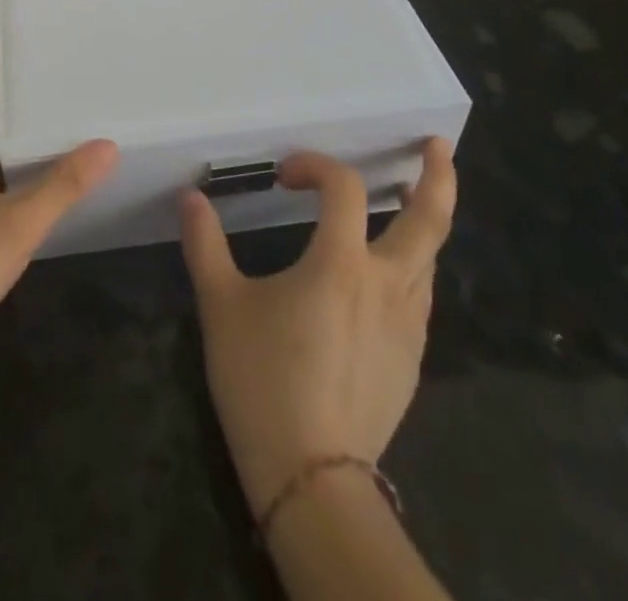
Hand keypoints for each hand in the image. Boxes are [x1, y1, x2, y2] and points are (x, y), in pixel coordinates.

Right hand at [179, 139, 457, 514]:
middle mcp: (386, 284)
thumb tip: (190, 197)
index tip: (286, 175)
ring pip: (430, 258)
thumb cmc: (263, 381)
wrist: (311, 479)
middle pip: (429, 219)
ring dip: (424, 222)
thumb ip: (205, 244)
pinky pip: (420, 296)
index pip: (343, 187)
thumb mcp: (221, 306)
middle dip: (438, 176)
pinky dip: (412, 267)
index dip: (316, 166)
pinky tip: (388, 275)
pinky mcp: (412, 360)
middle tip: (437, 147)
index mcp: (341, 263)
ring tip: (410, 203)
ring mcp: (407, 325)